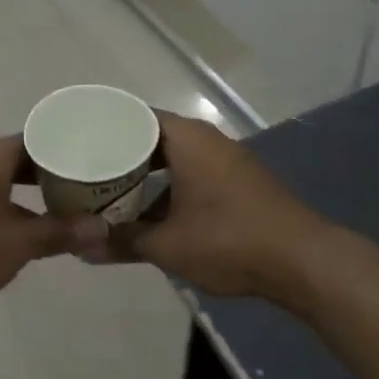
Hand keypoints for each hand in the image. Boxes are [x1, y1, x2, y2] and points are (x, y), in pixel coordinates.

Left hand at [0, 136, 108, 316]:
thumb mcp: (16, 243)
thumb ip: (60, 233)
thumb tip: (102, 229)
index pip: (41, 136)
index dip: (72, 147)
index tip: (101, 159)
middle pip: (25, 157)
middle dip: (58, 172)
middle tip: (94, 185)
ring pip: (7, 178)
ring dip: (36, 191)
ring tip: (71, 206)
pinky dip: (15, 204)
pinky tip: (31, 226)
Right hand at [97, 112, 331, 301]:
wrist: (303, 261)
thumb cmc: (230, 241)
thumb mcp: (168, 245)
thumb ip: (122, 242)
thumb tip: (80, 247)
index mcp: (188, 139)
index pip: (134, 117)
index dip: (102, 129)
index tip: (75, 143)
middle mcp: (207, 141)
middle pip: (152, 139)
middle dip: (119, 157)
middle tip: (84, 173)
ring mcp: (227, 162)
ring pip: (173, 160)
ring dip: (145, 178)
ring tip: (109, 195)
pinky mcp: (239, 184)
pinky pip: (192, 175)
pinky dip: (169, 190)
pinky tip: (151, 215)